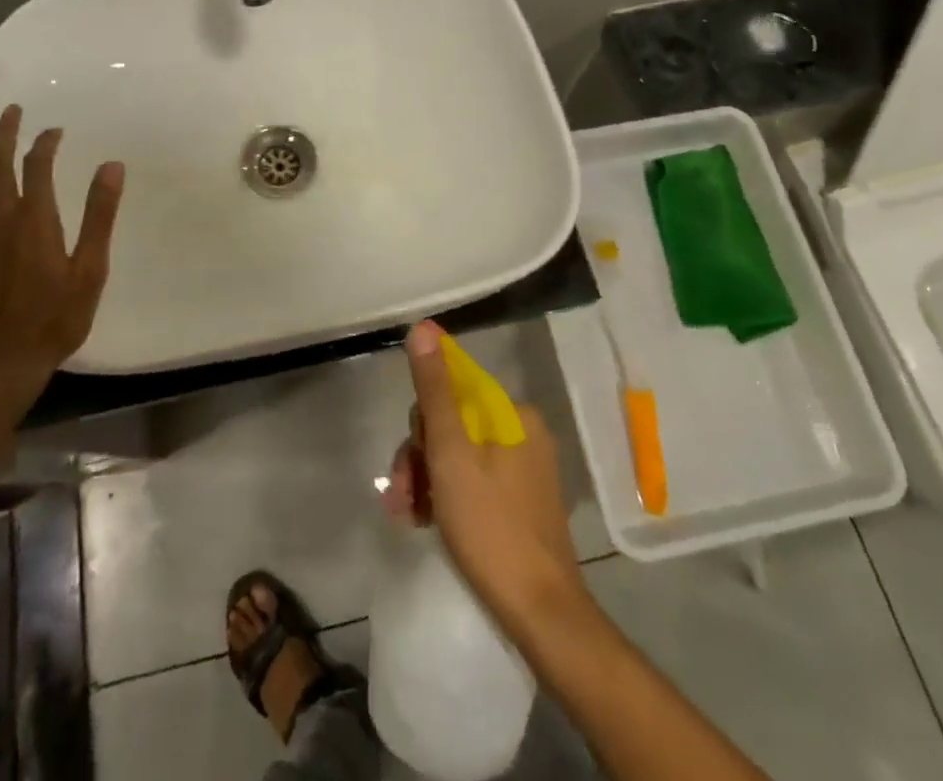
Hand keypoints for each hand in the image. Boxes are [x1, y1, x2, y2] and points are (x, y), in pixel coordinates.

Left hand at [0, 106, 124, 416]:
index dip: (45, 143)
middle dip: (3, 132)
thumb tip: (112, 166)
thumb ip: (99, 215)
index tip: (56, 130)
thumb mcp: (90, 269)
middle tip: (11, 109)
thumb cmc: (55, 317)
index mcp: (33, 219)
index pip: (36, 166)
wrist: (2, 362)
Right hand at [384, 321, 584, 628]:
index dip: (422, 424)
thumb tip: (423, 327)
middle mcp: (523, 433)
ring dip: (427, 480)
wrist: (540, 614)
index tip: (411, 461)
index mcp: (513, 414)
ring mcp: (525, 469)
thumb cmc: (490, 527)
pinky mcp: (522, 502)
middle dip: (420, 457)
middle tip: (402, 496)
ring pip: (459, 456)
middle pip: (453, 425)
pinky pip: (474, 481)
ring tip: (408, 515)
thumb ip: (435, 390)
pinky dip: (447, 496)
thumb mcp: (450, 453)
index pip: (452, 392)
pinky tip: (426, 521)